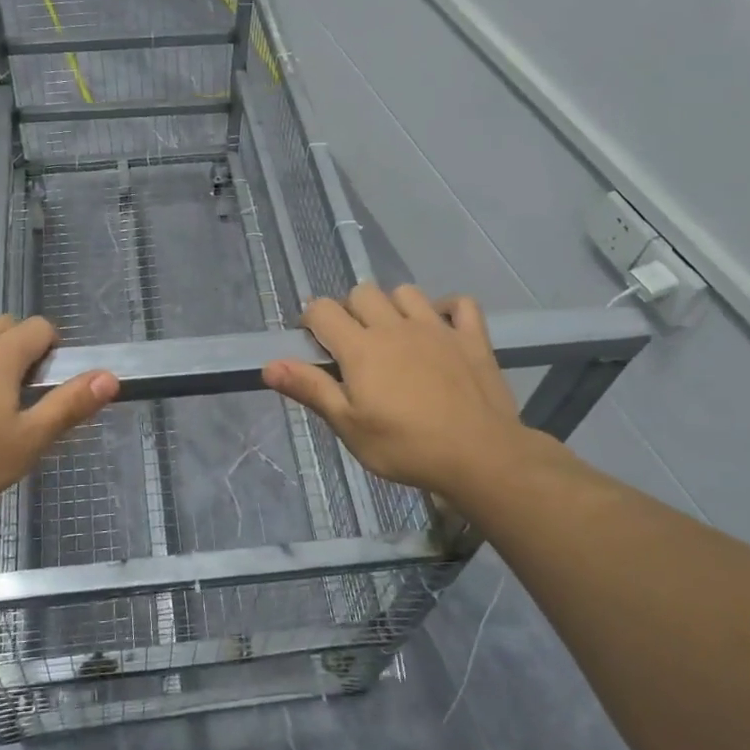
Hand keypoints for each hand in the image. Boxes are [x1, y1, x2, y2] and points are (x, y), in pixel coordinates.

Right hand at [262, 283, 533, 503]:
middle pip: (363, 292)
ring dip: (394, 306)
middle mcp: (395, 326)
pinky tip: (442, 327)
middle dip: (351, 310)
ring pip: (406, 292)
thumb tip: (268, 365)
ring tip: (395, 334)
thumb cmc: (406, 446)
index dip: (312, 320)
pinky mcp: (471, 338)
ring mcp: (436, 328)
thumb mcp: (349, 426)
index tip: (315, 343)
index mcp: (361, 348)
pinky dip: (448, 309)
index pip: (323, 310)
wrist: (480, 457)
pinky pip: (461, 305)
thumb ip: (311, 389)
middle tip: (354, 345)